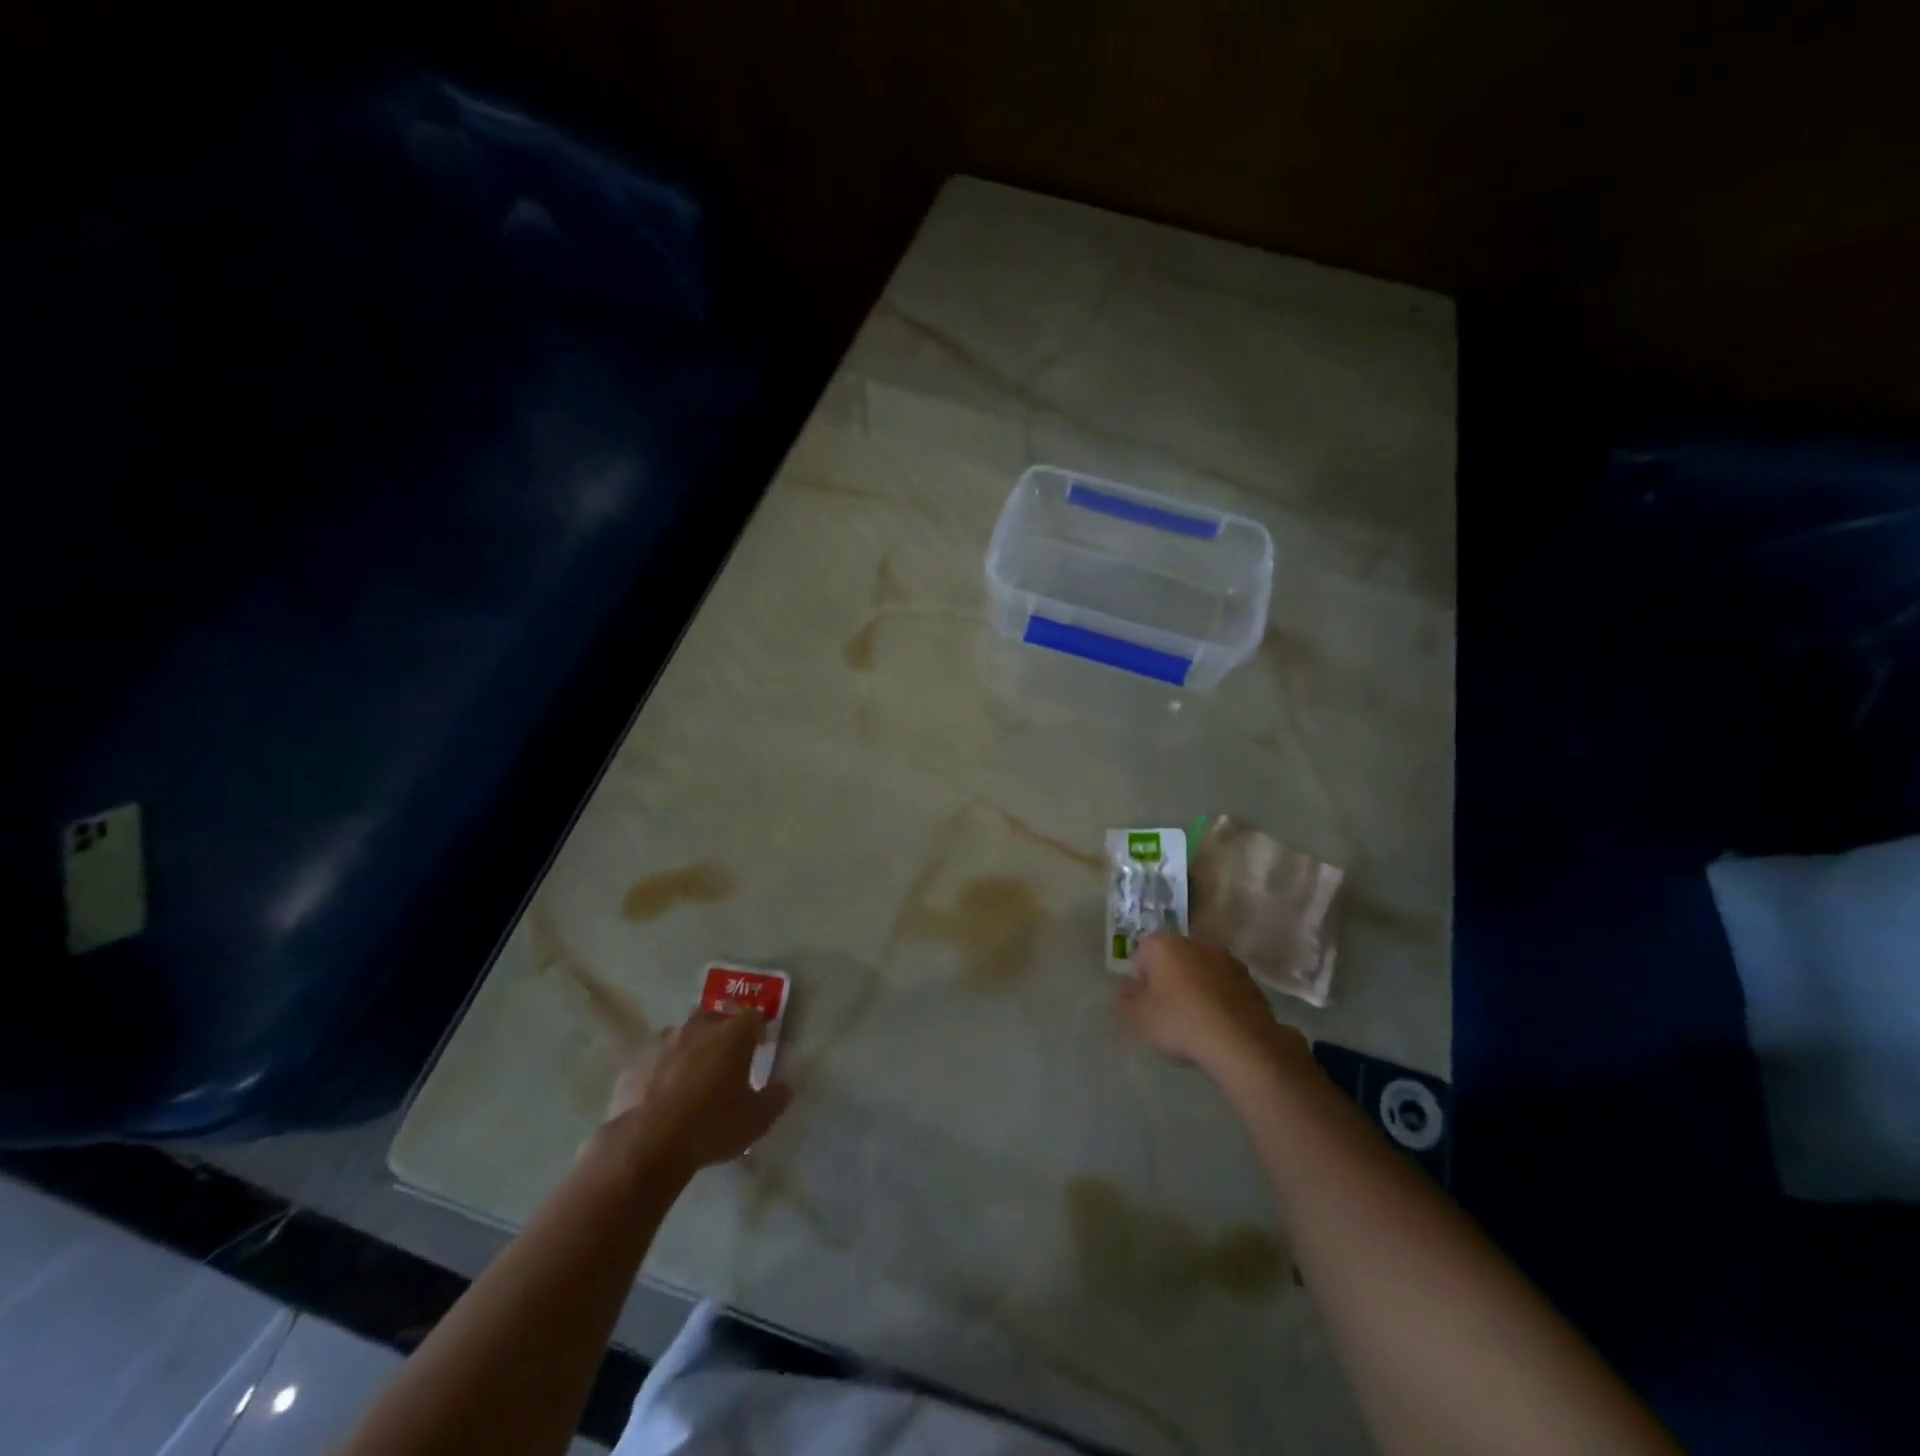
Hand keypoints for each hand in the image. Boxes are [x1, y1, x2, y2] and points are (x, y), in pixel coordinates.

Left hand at [602, 1011, 792, 1175]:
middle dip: (719, 1031)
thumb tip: (785, 1088)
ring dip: (687, 1048)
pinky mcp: (634, 1064)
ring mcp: (662, 1043)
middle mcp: (698, 1028)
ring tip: (689, 1077)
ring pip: (680, 1035)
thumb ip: (775, 1099)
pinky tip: (660, 1096)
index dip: (757, 1030)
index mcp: (732, 1035)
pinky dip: (660, 1070)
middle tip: (723, 1058)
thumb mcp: (756, 1120)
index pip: (752, 1016)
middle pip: (713, 1017)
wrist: (648, 1145)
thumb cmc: (712, 1126)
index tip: (757, 1048)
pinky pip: (653, 1059)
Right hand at [1117, 933, 1303, 1075]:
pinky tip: (1218, 1028)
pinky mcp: (1251, 982)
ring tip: (1195, 1024)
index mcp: (1164, 945)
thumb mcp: (1137, 1016)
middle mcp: (1196, 943)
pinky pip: (1224, 988)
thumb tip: (1130, 988)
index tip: (1144, 1006)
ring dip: (1196, 990)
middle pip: (1173, 961)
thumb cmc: (1180, 1023)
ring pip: (1200, 973)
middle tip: (1167, 1014)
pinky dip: (1218, 1001)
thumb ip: (1126, 998)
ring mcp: (1227, 961)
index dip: (1139, 981)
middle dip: (1168, 981)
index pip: (1141, 955)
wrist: (1242, 1044)